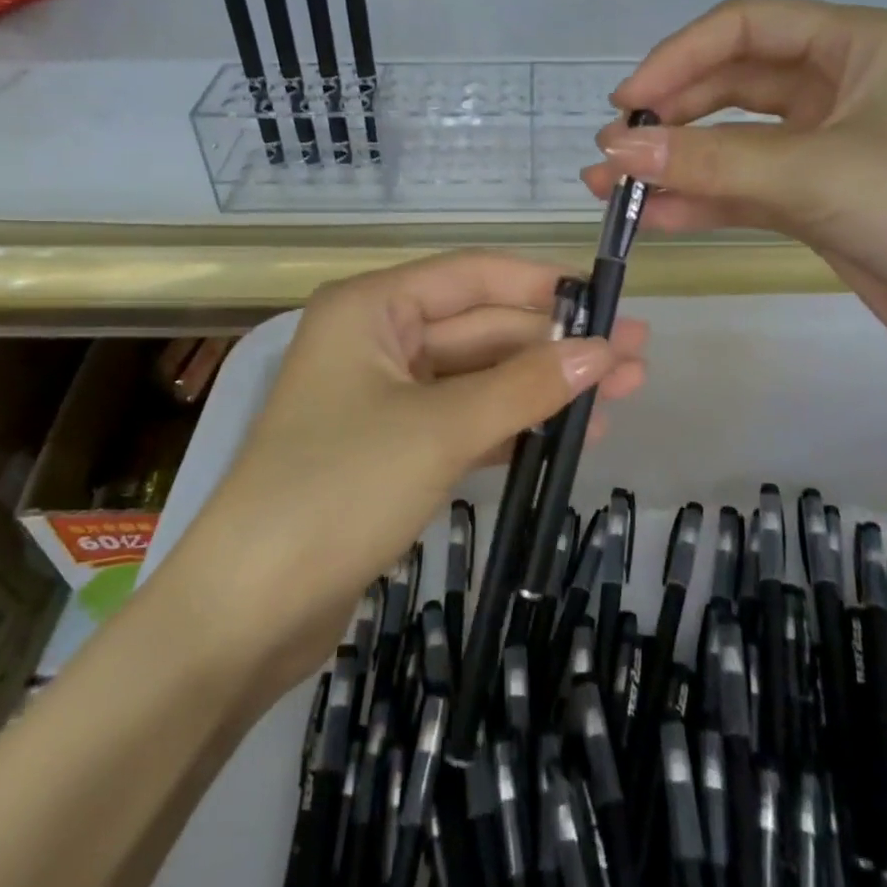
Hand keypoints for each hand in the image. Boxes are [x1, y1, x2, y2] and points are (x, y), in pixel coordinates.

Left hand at [162, 251, 648, 702]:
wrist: (249, 610)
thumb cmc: (339, 490)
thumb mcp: (442, 428)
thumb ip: (526, 385)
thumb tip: (603, 350)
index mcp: (372, 307)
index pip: (473, 275)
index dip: (543, 286)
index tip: (609, 301)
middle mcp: (377, 338)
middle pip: (482, 327)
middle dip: (556, 344)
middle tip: (636, 358)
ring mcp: (385, 395)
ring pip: (479, 376)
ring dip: (543, 386)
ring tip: (623, 395)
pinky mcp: (393, 446)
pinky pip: (465, 418)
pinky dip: (514, 424)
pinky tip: (571, 434)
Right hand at [583, 0, 886, 398]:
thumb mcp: (818, 172)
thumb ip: (712, 162)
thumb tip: (617, 151)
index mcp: (857, 44)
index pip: (746, 27)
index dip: (678, 57)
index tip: (627, 101)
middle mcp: (839, 87)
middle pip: (732, 84)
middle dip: (671, 115)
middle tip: (615, 151)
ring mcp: (828, 150)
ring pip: (734, 143)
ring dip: (677, 163)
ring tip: (613, 188)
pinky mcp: (821, 205)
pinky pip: (747, 192)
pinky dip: (704, 202)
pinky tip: (657, 219)